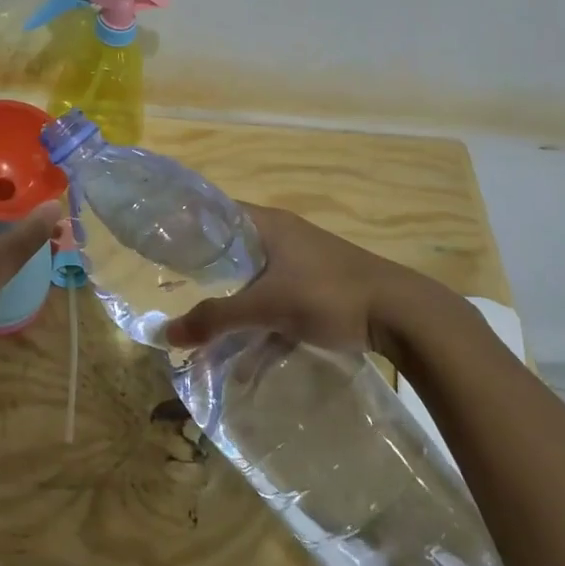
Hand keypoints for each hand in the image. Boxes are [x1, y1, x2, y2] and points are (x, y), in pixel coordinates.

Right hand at [163, 204, 453, 359]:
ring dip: (234, 302)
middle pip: (233, 248)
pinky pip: (277, 298)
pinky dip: (261, 319)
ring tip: (205, 327)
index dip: (188, 227)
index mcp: (268, 224)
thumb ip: (216, 319)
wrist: (403, 315)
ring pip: (255, 278)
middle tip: (175, 291)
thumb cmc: (328, 294)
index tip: (161, 249)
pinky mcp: (319, 287)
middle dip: (207, 273)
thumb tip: (166, 334)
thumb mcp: (266, 306)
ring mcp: (304, 261)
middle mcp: (284, 235)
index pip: (216, 212)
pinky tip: (247, 352)